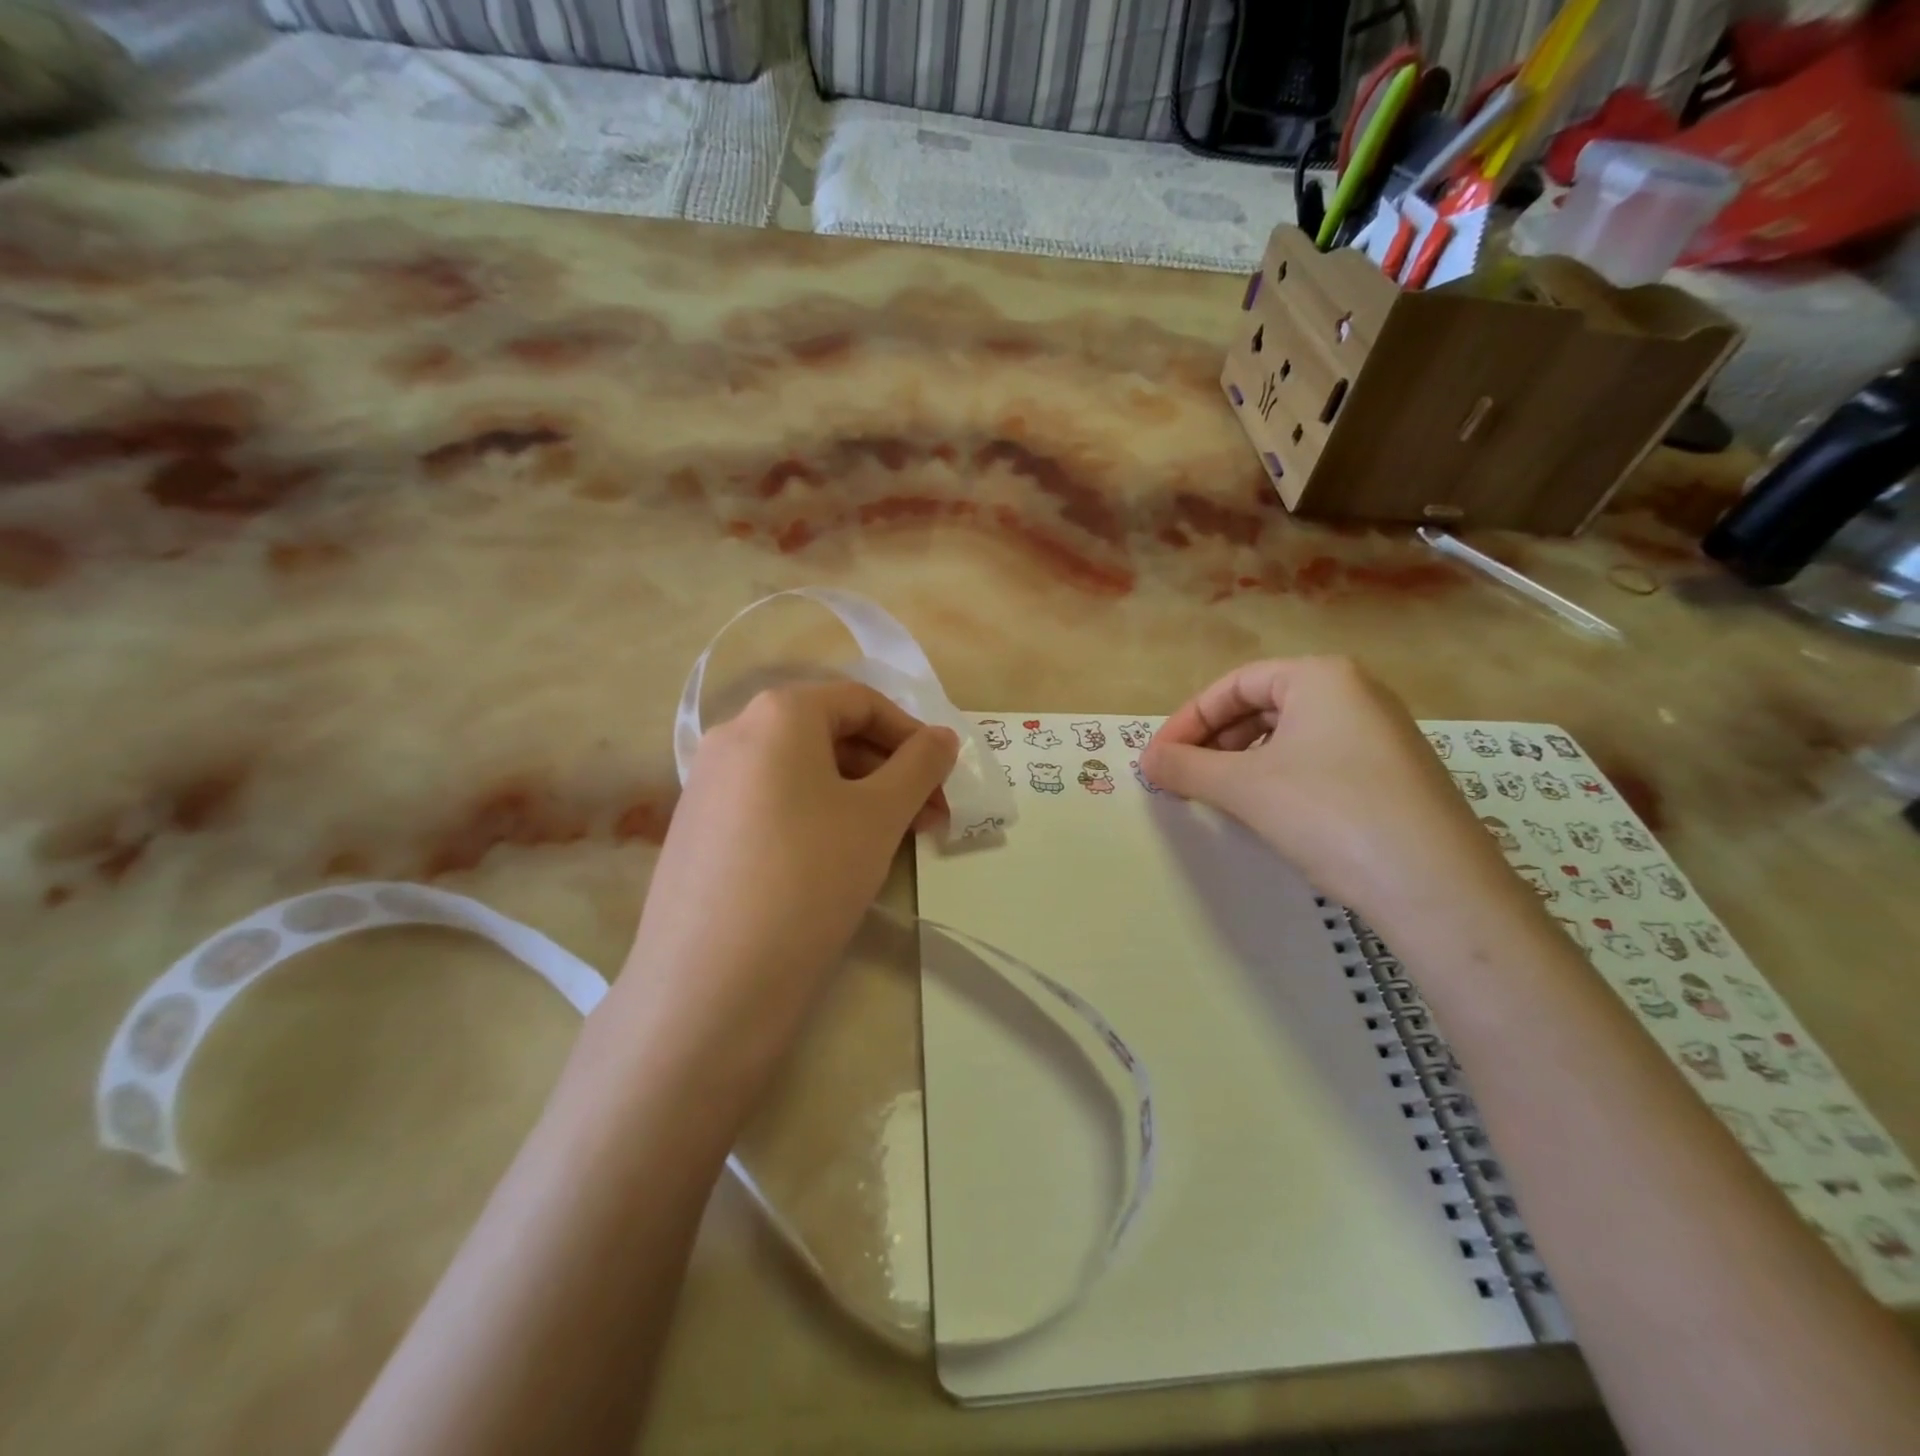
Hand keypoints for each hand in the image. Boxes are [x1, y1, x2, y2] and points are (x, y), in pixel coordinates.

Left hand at [611, 682, 957, 1082]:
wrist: (709, 984)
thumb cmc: (809, 878)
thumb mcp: (879, 816)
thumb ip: (920, 765)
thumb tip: (943, 736)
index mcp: (777, 713)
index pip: (861, 702)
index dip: (912, 735)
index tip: (943, 780)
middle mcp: (734, 733)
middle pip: (830, 734)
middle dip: (889, 770)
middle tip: (929, 818)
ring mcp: (708, 782)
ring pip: (801, 772)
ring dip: (857, 795)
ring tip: (892, 841)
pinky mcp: (697, 828)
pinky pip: (771, 802)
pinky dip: (815, 815)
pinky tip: (836, 860)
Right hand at [1141, 658, 1526, 930]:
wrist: (1437, 888)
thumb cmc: (1328, 814)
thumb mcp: (1243, 787)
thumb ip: (1186, 767)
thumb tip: (1146, 761)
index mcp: (1321, 677)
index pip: (1234, 685)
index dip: (1187, 720)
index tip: (1158, 759)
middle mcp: (1356, 693)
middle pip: (1262, 707)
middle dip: (1214, 742)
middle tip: (1183, 780)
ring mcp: (1381, 735)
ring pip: (1290, 737)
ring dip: (1243, 763)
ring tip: (1219, 799)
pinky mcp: (1394, 776)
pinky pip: (1318, 762)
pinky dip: (1279, 780)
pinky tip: (1268, 814)